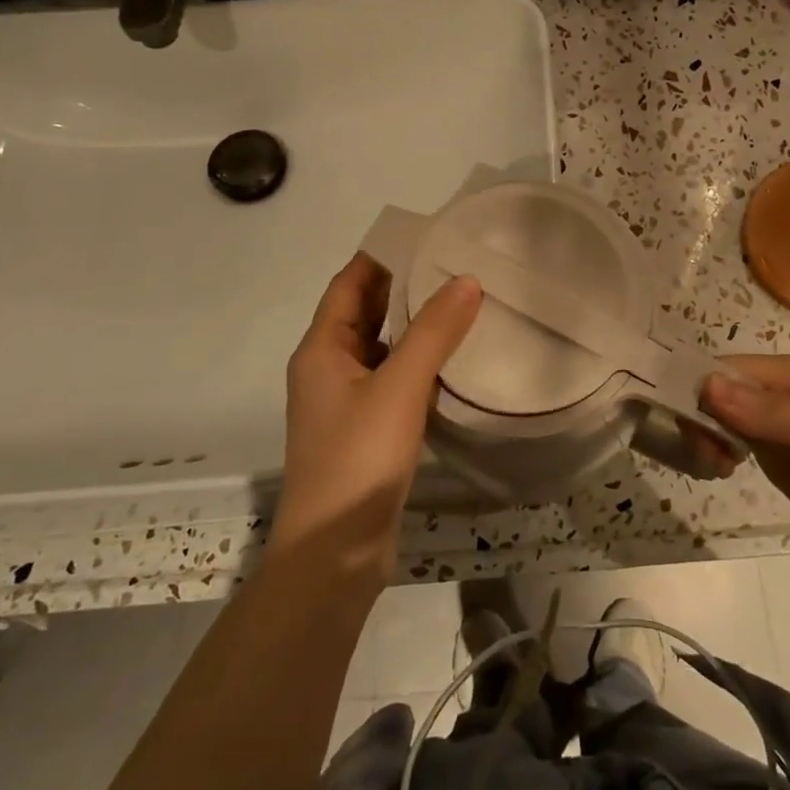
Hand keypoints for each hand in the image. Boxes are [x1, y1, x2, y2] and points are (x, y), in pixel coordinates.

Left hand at [270, 252, 481, 588]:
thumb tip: (467, 279)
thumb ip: (434, 333)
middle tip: (455, 264)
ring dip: (414, 326)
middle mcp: (329, 369)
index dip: (382, 255)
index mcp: (322, 349)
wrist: (335, 554)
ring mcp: (347, 402)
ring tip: (463, 302)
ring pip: (382, 348)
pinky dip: (419, 363)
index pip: (349, 283)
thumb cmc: (358, 460)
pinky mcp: (368, 431)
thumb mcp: (399, 388)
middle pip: (365, 312)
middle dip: (404, 287)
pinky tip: (455, 360)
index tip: (426, 235)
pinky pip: (394, 380)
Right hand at [701, 355, 789, 597]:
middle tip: (706, 456)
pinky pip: (733, 439)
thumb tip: (708, 386)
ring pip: (721, 414)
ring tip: (713, 466)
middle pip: (720, 389)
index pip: (730, 368)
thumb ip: (774, 415)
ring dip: (705, 434)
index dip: (701, 391)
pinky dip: (716, 450)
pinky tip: (718, 469)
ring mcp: (780, 425)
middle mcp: (785, 391)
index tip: (687, 429)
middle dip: (700, 415)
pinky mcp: (778, 456)